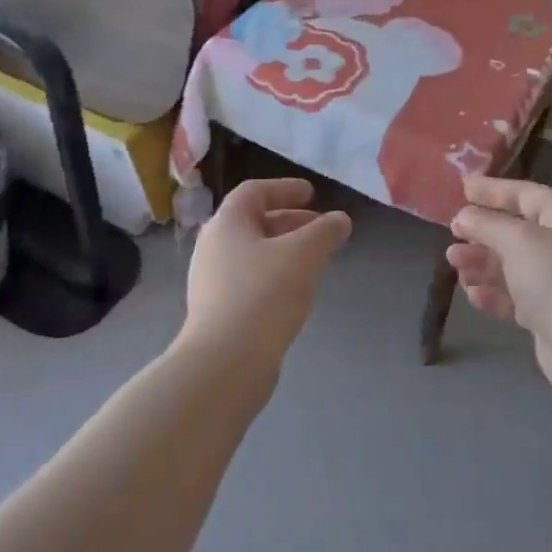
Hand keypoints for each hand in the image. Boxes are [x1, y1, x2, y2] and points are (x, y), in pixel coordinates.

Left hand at [183, 178, 351, 370]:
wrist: (225, 363)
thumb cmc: (264, 295)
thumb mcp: (304, 255)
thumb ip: (325, 231)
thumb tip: (340, 220)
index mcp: (227, 223)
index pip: (254, 191)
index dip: (284, 188)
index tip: (312, 194)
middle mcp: (213, 247)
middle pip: (253, 222)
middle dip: (290, 221)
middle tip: (321, 228)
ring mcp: (211, 281)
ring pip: (252, 253)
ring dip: (284, 250)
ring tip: (314, 260)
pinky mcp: (217, 312)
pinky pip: (249, 280)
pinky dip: (274, 275)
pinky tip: (296, 293)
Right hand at [447, 175, 551, 372]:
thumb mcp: (518, 240)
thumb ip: (488, 224)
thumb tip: (464, 216)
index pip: (528, 195)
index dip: (495, 190)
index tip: (464, 188)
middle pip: (517, 232)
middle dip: (483, 232)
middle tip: (453, 234)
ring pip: (513, 266)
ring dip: (482, 262)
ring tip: (454, 264)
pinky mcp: (550, 316)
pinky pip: (515, 297)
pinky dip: (493, 293)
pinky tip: (473, 294)